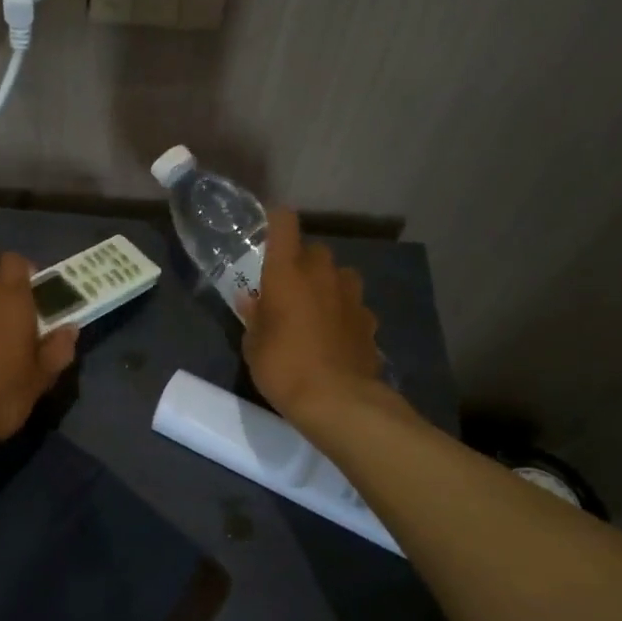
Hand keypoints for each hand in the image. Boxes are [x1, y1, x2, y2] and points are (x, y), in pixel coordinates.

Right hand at [244, 208, 408, 425]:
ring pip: (340, 275)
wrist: (338, 400)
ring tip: (316, 309)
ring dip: (328, 285)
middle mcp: (322, 274)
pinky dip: (344, 313)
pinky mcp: (370, 321)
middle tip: (288, 287)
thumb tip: (251, 299)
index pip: (284, 223)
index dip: (276, 220)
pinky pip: (354, 306)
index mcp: (286, 272)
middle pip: (314, 250)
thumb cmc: (283, 366)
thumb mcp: (253, 344)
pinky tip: (336, 335)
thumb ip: (254, 316)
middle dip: (303, 262)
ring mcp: (352, 296)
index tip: (268, 229)